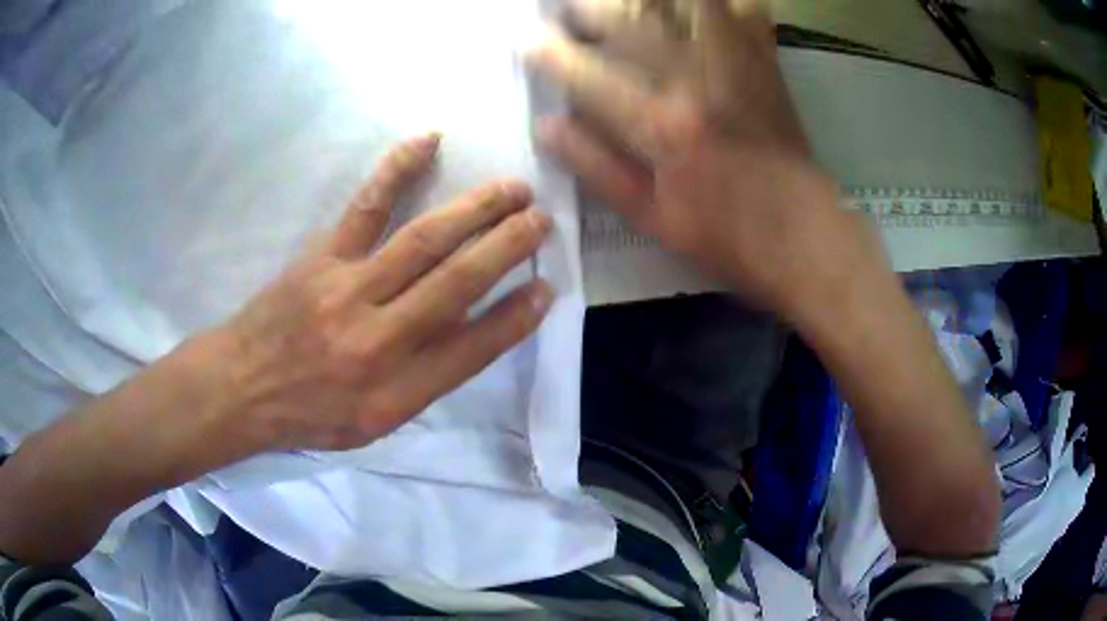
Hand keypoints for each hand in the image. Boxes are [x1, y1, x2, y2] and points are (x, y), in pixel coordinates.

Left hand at [211, 134, 553, 451]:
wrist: (242, 388)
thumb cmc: (311, 414)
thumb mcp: (373, 422)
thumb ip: (424, 380)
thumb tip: (470, 328)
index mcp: (394, 392)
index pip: (472, 349)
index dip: (515, 317)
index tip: (548, 287)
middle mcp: (377, 340)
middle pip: (455, 284)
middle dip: (507, 248)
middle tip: (542, 220)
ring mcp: (347, 290)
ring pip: (422, 240)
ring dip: (475, 210)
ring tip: (513, 189)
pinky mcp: (321, 257)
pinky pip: (366, 205)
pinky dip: (399, 169)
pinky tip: (428, 141)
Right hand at [529, 0, 877, 313]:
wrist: (803, 234)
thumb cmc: (725, 234)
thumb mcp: (651, 217)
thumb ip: (595, 167)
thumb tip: (546, 126)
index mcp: (663, 127)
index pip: (588, 74)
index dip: (549, 53)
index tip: (526, 40)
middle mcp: (696, 81)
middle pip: (631, 19)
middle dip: (588, 8)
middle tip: (568, 9)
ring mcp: (736, 65)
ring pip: (683, 4)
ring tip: (620, 4)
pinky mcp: (765, 62)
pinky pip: (742, 10)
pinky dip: (717, 1)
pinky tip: (692, 7)